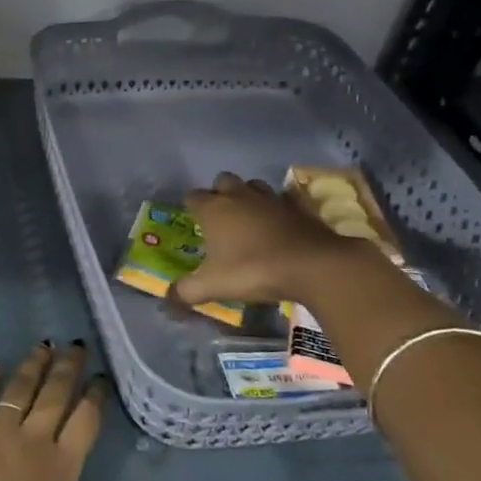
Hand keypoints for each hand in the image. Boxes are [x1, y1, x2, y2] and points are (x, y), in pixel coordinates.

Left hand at [0, 342, 141, 480]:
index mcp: (60, 470)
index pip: (85, 422)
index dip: (95, 397)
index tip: (101, 378)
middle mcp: (30, 442)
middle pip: (54, 395)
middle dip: (67, 368)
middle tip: (76, 345)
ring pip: (18, 389)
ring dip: (32, 365)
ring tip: (43, 345)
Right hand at [173, 171, 356, 308]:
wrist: (312, 265)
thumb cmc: (253, 270)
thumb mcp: (213, 286)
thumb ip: (186, 291)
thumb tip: (168, 299)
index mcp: (214, 209)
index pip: (192, 196)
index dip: (190, 207)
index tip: (192, 221)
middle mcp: (239, 196)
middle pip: (222, 181)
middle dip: (219, 193)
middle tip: (220, 218)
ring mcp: (270, 198)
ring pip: (252, 185)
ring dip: (248, 196)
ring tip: (248, 218)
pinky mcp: (297, 206)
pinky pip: (281, 199)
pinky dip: (276, 208)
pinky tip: (278, 225)